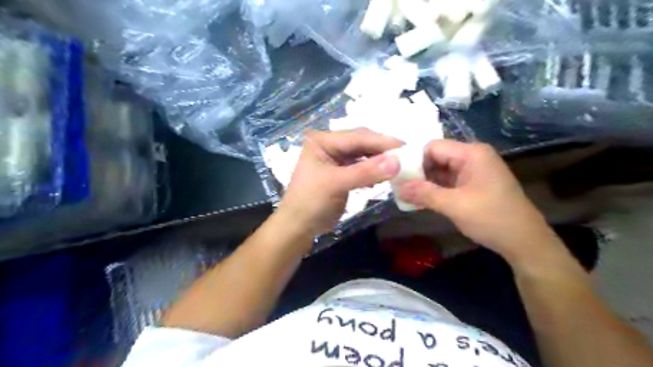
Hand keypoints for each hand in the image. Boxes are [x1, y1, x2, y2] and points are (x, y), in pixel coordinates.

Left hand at [280, 128, 403, 236]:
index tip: (407, 148)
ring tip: (399, 166)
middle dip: (383, 150)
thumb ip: (366, 172)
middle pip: (362, 143)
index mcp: (322, 141)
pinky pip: (362, 167)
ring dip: (380, 160)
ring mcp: (336, 159)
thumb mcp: (336, 184)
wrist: (298, 227)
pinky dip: (374, 171)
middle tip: (407, 157)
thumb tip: (397, 161)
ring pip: (364, 155)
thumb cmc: (310, 202)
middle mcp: (330, 145)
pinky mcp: (342, 172)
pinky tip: (385, 176)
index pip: (357, 136)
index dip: (382, 142)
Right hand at [398, 141, 554, 263]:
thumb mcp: (454, 205)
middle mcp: (472, 157)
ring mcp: (473, 171)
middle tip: (399, 187)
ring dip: (425, 182)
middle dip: (418, 172)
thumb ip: (424, 193)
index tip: (398, 176)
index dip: (414, 159)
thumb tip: (397, 188)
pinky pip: (448, 181)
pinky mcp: (473, 184)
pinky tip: (421, 200)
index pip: (433, 147)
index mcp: (471, 153)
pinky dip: (435, 189)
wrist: (525, 242)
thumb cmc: (491, 218)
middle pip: (436, 157)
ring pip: (441, 170)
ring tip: (406, 195)